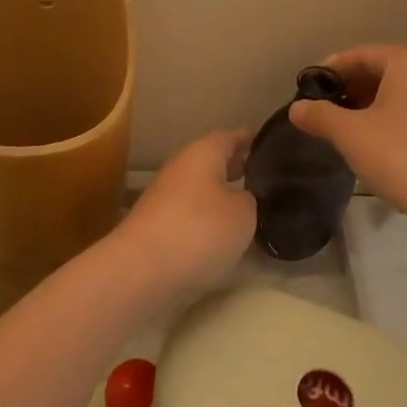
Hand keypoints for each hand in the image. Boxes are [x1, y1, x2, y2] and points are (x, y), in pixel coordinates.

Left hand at [117, 129, 256, 291]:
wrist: (141, 269)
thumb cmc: (199, 229)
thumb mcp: (243, 214)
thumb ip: (248, 200)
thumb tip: (241, 199)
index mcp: (203, 153)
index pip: (229, 137)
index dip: (247, 139)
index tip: (265, 143)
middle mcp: (181, 168)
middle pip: (212, 162)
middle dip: (234, 168)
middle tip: (261, 176)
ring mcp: (164, 197)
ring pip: (199, 189)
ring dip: (218, 195)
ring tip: (245, 208)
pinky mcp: (155, 227)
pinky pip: (189, 214)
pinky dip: (204, 218)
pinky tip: (219, 236)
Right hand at [287, 46, 406, 217]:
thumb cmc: (399, 157)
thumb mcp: (350, 134)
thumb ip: (320, 115)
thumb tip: (296, 108)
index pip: (363, 55)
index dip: (333, 69)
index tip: (311, 87)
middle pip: (385, 70)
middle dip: (354, 86)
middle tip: (328, 107)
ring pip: (404, 91)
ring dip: (375, 102)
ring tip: (351, 125)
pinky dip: (398, 116)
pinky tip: (383, 142)